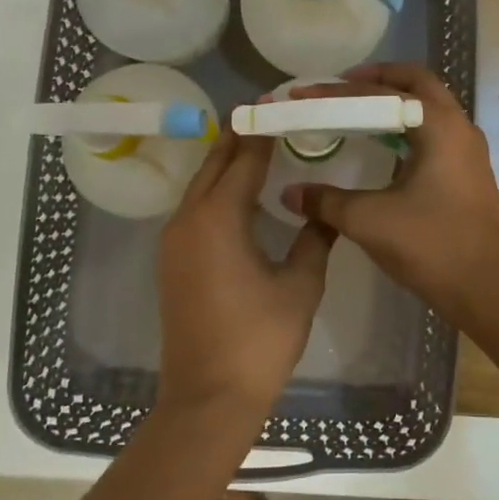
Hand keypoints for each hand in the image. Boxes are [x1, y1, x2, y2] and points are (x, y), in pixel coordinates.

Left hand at [157, 130, 334, 418]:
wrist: (208, 397)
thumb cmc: (260, 339)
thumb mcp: (300, 285)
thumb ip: (314, 239)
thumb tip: (325, 212)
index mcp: (219, 217)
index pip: (244, 158)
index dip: (263, 129)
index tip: (280, 101)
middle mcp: (189, 219)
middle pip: (214, 164)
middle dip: (240, 137)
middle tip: (271, 113)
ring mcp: (174, 241)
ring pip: (201, 186)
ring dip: (227, 164)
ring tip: (261, 146)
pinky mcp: (172, 261)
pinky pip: (195, 209)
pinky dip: (217, 191)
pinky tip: (243, 196)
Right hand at [283, 64, 498, 321]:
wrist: (487, 289)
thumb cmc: (431, 245)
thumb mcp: (369, 220)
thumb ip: (326, 201)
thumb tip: (290, 193)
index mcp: (438, 126)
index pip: (382, 94)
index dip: (338, 92)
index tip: (305, 93)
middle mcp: (459, 128)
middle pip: (417, 83)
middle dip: (378, 78)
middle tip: (340, 86)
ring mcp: (468, 151)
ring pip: (430, 107)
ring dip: (395, 102)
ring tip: (358, 111)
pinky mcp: (468, 173)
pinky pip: (435, 132)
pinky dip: (406, 127)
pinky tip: (382, 148)